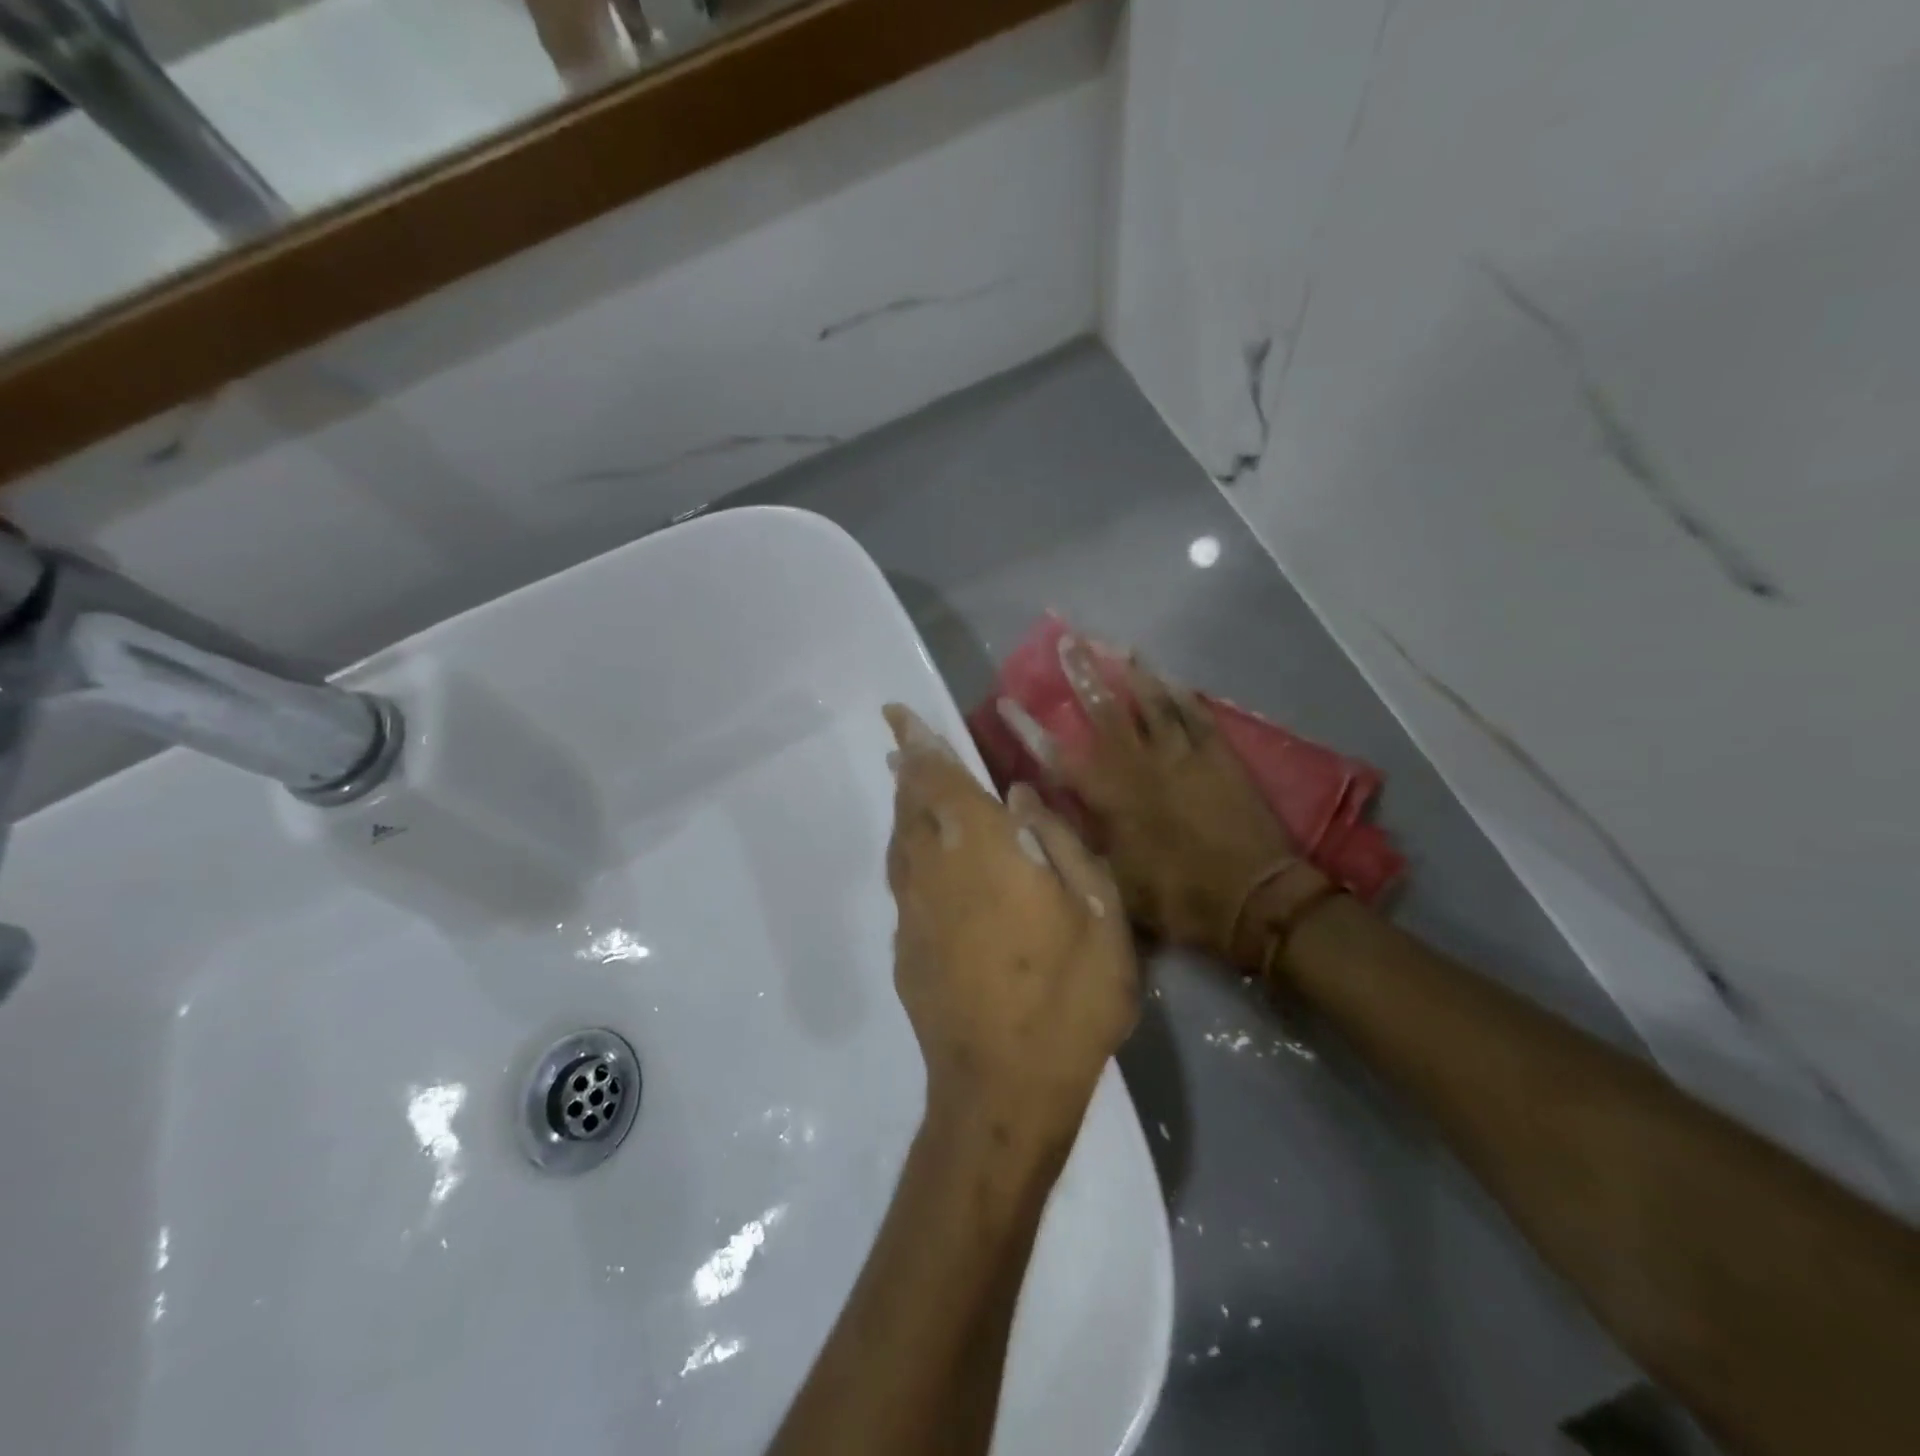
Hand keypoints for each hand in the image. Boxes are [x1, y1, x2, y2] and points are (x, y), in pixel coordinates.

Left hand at [883, 704, 1138, 1155]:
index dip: (918, 743)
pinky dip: (910, 856)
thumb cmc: (1067, 999)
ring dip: (905, 811)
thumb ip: (1061, 844)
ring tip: (911, 791)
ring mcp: (914, 914)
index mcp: (982, 852)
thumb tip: (1020, 796)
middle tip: (904, 747)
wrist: (1002, 1091)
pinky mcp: (906, 950)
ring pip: (901, 845)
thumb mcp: (1099, 916)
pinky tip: (928, 865)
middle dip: (908, 771)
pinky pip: (905, 883)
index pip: (940, 780)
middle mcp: (935, 872)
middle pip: (911, 807)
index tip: (895, 714)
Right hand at [997, 636, 1329, 970]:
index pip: (1058, 755)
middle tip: (1068, 641)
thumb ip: (1070, 837)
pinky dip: (1183, 695)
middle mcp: (1142, 765)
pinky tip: (1172, 678)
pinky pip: (1197, 716)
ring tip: (1121, 647)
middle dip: (1084, 675)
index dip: (1029, 728)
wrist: (1253, 899)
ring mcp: (1183, 757)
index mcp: (1112, 797)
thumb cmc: (1175, 897)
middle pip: (1106, 712)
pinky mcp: (1219, 758)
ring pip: (1153, 704)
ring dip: (1135, 675)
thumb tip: (1029, 804)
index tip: (1007, 701)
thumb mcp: (1111, 880)